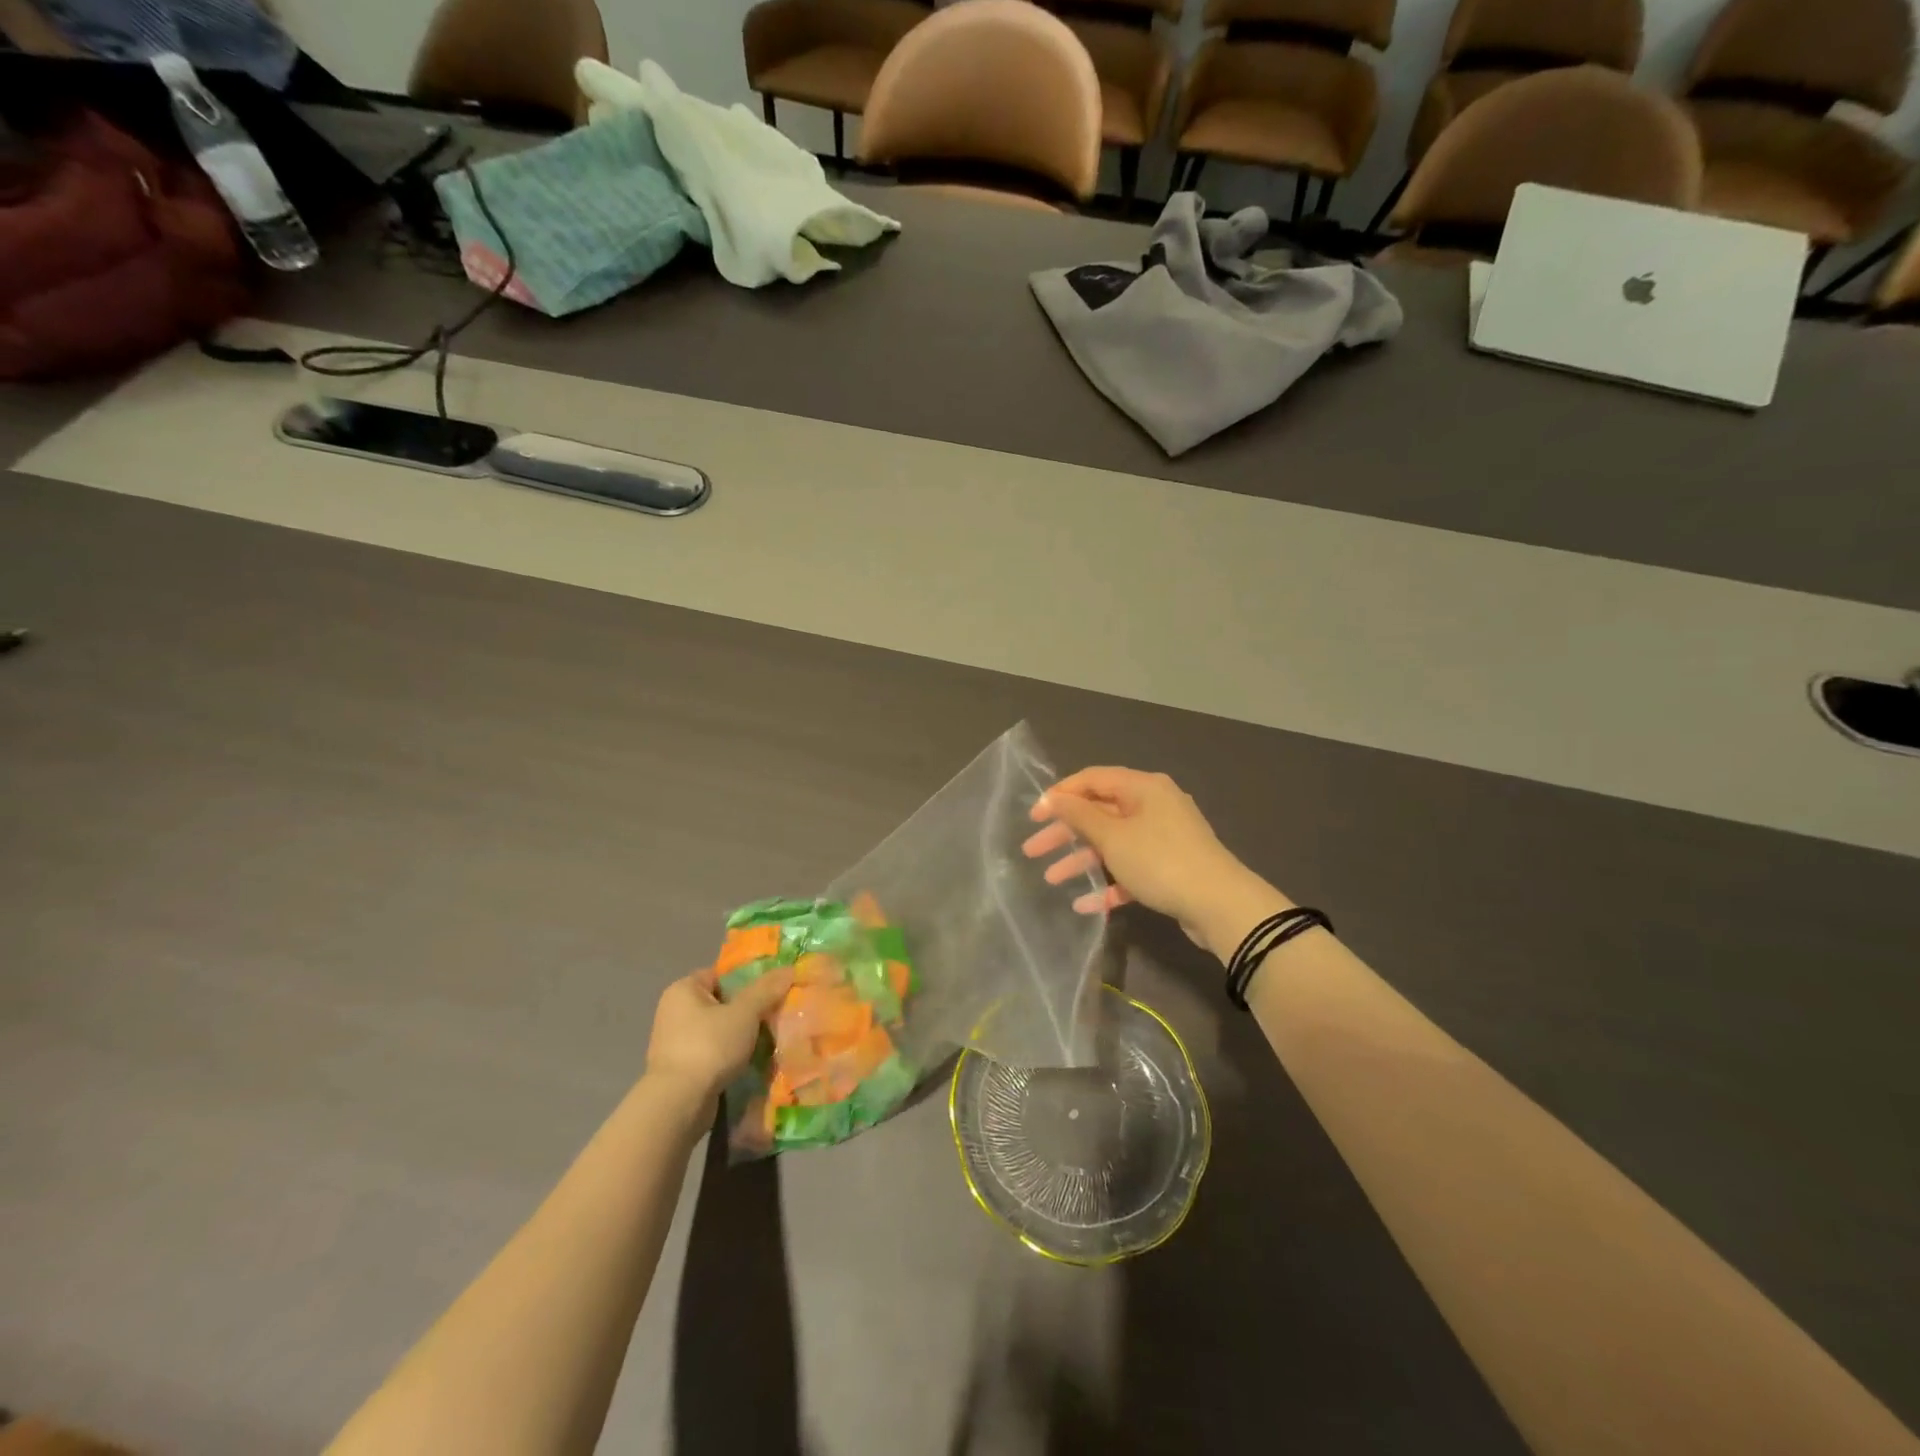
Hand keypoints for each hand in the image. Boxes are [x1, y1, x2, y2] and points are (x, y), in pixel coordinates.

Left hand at [644, 964, 791, 1108]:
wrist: (679, 1104)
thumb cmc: (709, 1046)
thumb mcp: (744, 1013)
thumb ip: (766, 990)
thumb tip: (790, 969)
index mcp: (683, 990)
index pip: (721, 975)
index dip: (748, 979)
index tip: (773, 990)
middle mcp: (674, 1012)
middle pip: (722, 1003)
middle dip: (749, 1010)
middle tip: (776, 1014)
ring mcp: (675, 1043)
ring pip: (720, 1030)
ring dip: (742, 1036)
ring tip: (771, 1038)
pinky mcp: (681, 1069)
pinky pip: (714, 1053)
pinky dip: (731, 1056)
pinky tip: (753, 1061)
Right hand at [1022, 767, 1285, 958]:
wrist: (1220, 904)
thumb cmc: (1160, 861)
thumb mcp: (1113, 837)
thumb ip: (1079, 815)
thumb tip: (1053, 797)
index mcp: (1142, 787)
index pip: (1092, 779)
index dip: (1059, 795)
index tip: (1033, 816)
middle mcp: (1153, 805)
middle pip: (1099, 812)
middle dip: (1064, 832)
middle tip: (1031, 850)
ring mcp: (1163, 837)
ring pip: (1112, 843)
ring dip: (1081, 859)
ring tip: (1051, 879)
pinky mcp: (1169, 867)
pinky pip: (1130, 868)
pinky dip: (1108, 882)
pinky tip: (1084, 904)